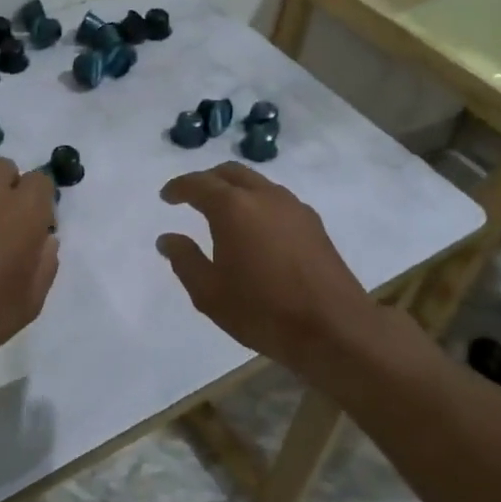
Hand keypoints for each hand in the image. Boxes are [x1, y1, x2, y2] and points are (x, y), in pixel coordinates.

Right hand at [155, 164, 376, 370]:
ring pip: (257, 183)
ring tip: (222, 212)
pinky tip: (255, 229)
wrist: (334, 329)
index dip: (178, 187)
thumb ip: (184, 260)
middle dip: (207, 180)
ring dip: (235, 189)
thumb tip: (167, 238)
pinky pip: (277, 199)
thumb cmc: (262, 311)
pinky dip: (257, 202)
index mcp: (233, 208)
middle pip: (230, 172)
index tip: (166, 197)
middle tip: (191, 197)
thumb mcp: (209, 292)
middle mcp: (264, 196)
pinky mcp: (314, 223)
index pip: (198, 184)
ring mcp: (294, 207)